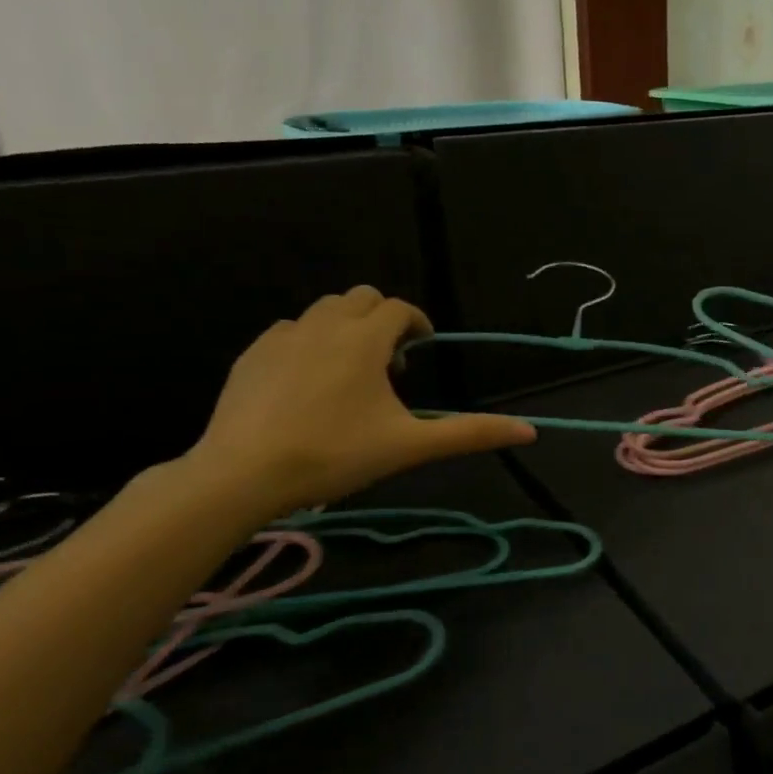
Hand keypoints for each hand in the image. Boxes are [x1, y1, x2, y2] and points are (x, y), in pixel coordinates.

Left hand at [183, 287, 533, 519]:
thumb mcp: (409, 446)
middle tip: (389, 366)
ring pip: (323, 311)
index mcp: (364, 339)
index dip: (417, 324)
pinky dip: (309, 343)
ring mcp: (282, 337)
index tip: (421, 352)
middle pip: (361, 298)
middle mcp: (324, 325)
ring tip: (350, 374)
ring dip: (346, 328)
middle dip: (382, 321)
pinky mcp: (251, 354)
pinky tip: (308, 384)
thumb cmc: (335, 455)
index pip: (399, 308)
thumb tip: (530, 431)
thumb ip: (470, 433)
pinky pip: (290, 331)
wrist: (241, 475)